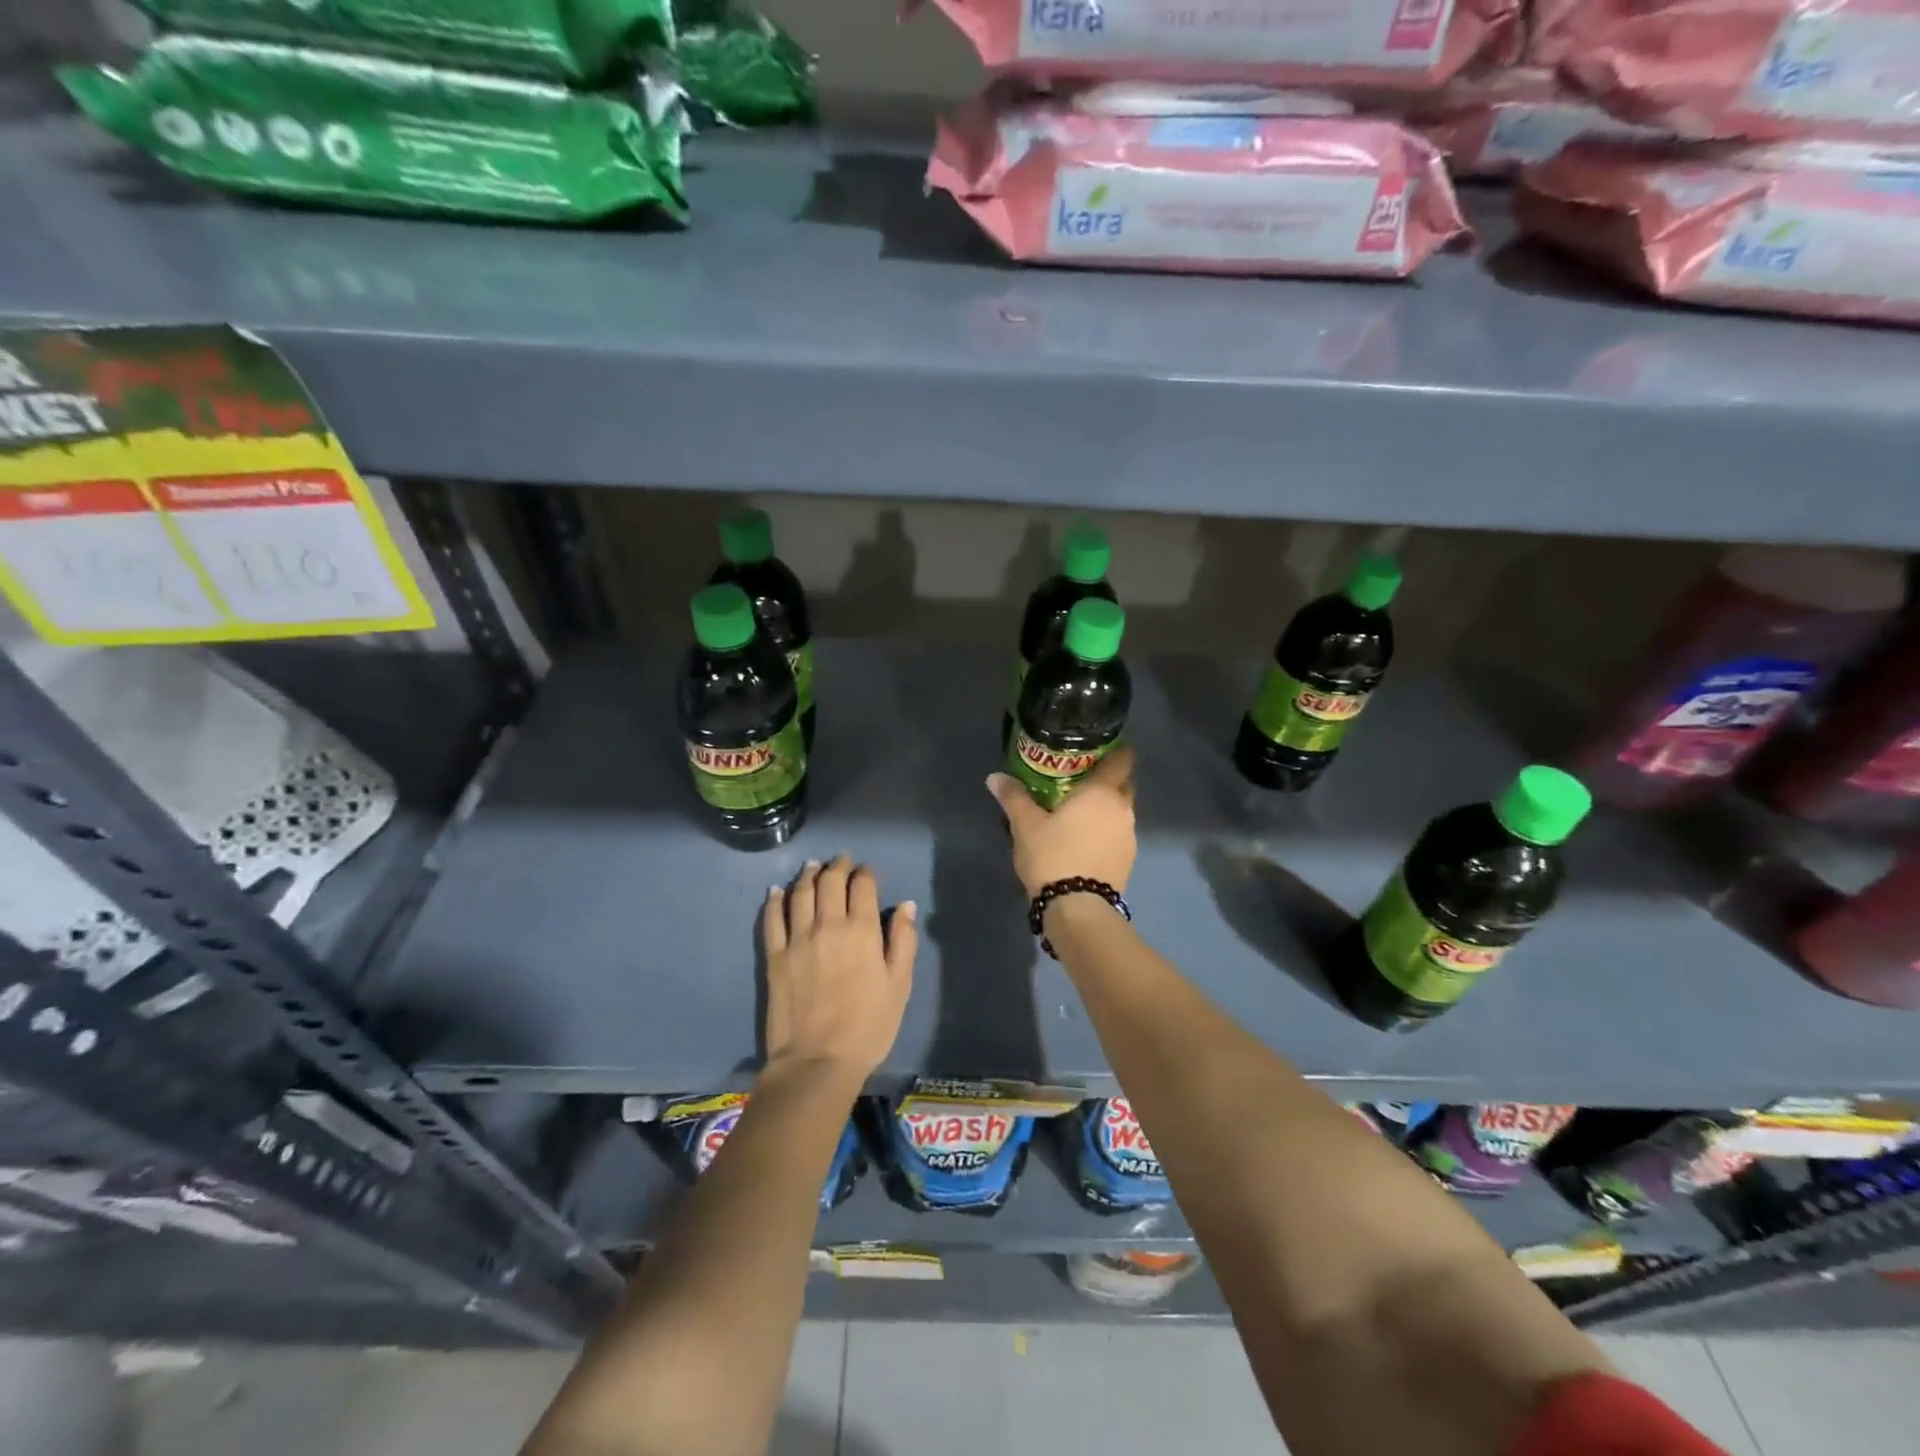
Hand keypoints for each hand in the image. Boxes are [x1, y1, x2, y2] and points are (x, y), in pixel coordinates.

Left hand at [761, 856, 916, 1087]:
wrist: (817, 1061)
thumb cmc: (868, 1027)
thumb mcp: (899, 986)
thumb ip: (903, 941)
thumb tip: (906, 906)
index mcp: (863, 930)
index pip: (863, 886)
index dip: (866, 874)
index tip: (867, 872)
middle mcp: (829, 925)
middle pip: (831, 881)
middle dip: (838, 866)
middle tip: (841, 861)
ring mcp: (798, 938)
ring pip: (801, 893)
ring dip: (808, 875)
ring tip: (813, 866)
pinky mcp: (775, 956)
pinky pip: (772, 918)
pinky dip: (775, 900)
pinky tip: (777, 891)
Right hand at [986, 744, 1136, 897]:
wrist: (1077, 909)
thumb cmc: (1053, 856)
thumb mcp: (1025, 825)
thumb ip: (1013, 797)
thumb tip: (995, 777)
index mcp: (1104, 792)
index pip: (1123, 758)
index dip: (1115, 750)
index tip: (1097, 748)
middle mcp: (1123, 809)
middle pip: (1124, 784)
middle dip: (1108, 779)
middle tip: (1080, 778)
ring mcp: (1129, 836)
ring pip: (1121, 811)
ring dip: (1105, 808)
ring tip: (1078, 812)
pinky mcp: (1127, 860)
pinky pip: (1118, 834)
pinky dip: (1105, 831)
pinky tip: (1083, 839)